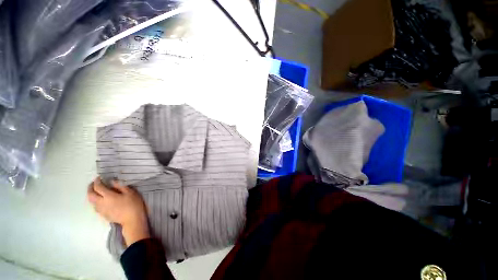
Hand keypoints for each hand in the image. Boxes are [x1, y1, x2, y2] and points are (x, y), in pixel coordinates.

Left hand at [88, 177, 149, 245]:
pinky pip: (95, 207)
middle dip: (90, 188)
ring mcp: (101, 210)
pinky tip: (100, 201)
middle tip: (93, 184)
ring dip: (92, 195)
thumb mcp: (130, 193)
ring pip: (91, 202)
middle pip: (90, 195)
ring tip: (96, 192)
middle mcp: (101, 203)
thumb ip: (120, 186)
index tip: (99, 177)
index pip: (98, 187)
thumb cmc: (133, 204)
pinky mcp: (103, 215)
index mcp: (108, 196)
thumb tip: (112, 181)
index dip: (97, 181)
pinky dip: (95, 202)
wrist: (132, 220)